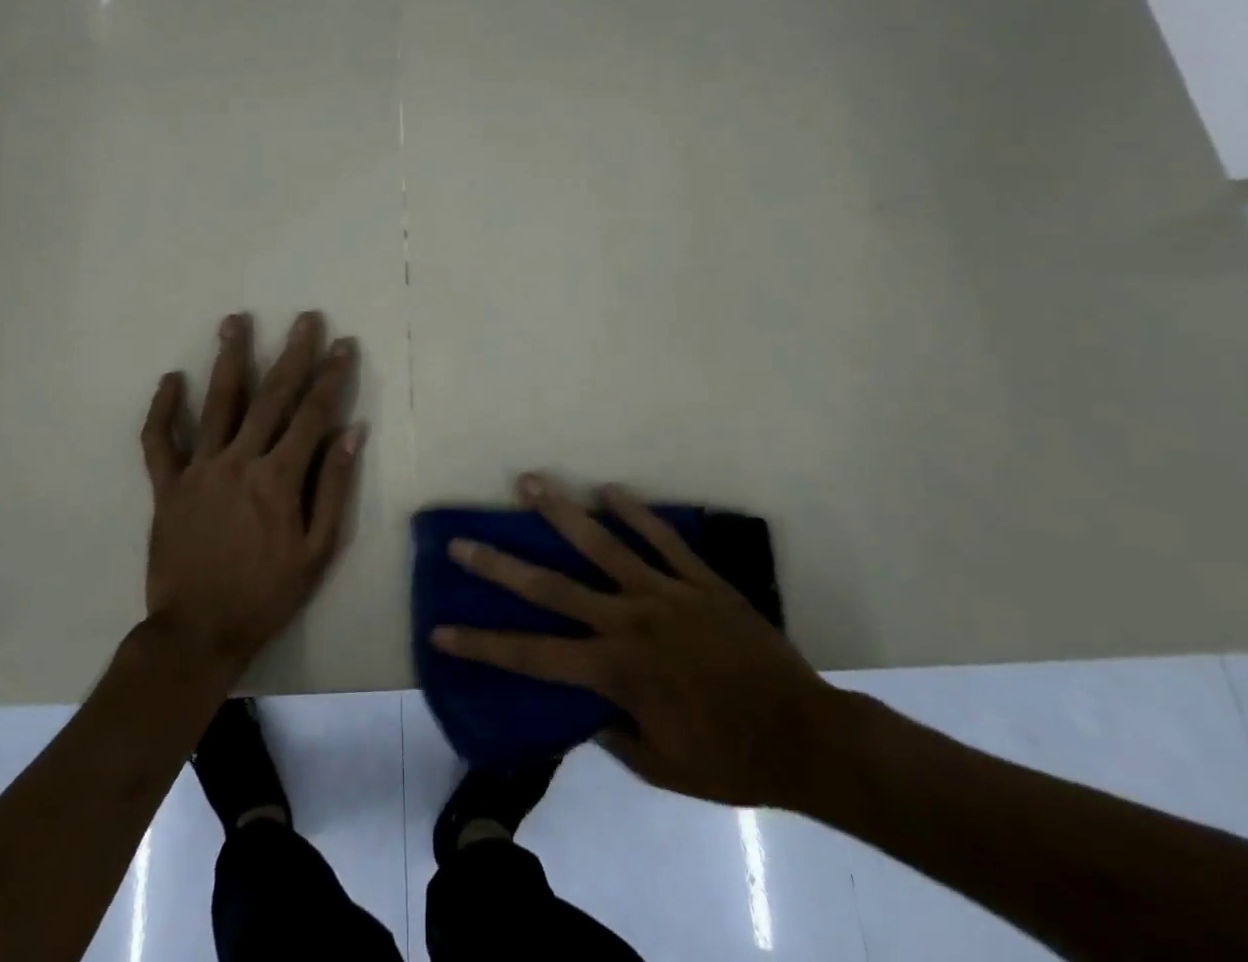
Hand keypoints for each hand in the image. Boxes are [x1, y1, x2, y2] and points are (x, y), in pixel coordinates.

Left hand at [140, 311, 364, 677]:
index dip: (331, 376)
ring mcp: (199, 470)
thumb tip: (353, 432)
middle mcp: (240, 461)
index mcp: (279, 478)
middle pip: (271, 395)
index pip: (313, 414)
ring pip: (217, 403)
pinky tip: (170, 379)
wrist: (198, 633)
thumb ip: (333, 487)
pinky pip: (159, 440)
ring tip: (235, 321)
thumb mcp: (317, 550)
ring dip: (229, 359)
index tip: (343, 345)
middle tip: (305, 318)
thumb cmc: (267, 593)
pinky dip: (162, 409)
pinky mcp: (167, 485)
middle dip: (292, 353)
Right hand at [431, 474, 843, 811]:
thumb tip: (582, 705)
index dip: (485, 645)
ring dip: (561, 512)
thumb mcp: (660, 766)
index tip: (442, 630)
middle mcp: (629, 620)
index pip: (534, 656)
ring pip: (603, 544)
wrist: (806, 736)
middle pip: (553, 587)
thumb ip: (613, 730)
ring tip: (530, 481)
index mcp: (616, 670)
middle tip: (463, 541)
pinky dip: (634, 511)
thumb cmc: (729, 759)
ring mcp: (665, 592)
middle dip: (501, 565)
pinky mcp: (699, 578)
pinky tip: (608, 487)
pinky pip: (661, 537)